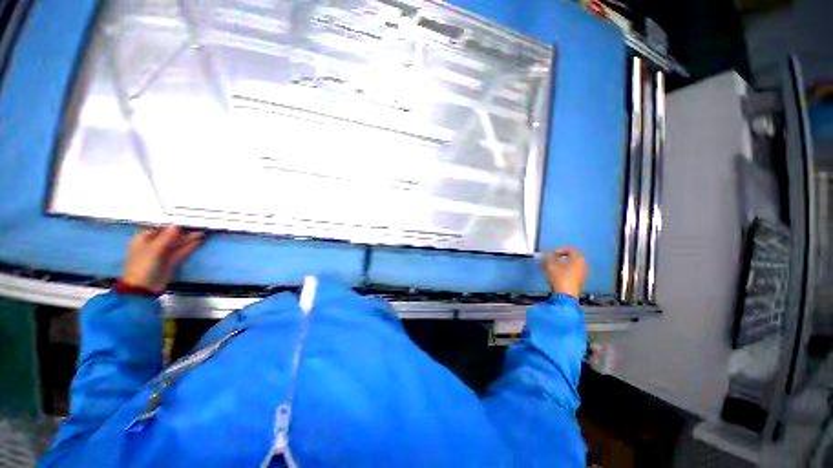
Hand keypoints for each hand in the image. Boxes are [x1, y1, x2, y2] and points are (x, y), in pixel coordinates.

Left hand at [121, 226, 203, 293]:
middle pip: (170, 236)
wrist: (144, 287)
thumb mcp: (154, 249)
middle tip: (197, 227)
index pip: (160, 228)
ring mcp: (162, 254)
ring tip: (202, 233)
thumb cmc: (144, 265)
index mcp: (143, 239)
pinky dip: (189, 247)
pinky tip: (199, 241)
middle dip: (183, 232)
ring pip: (177, 244)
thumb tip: (176, 225)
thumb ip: (166, 237)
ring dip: (188, 239)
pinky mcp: (171, 261)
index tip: (185, 221)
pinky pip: (181, 251)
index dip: (172, 225)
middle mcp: (153, 245)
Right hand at [541, 248, 586, 298]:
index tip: (552, 254)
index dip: (561, 250)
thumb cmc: (560, 278)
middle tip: (551, 259)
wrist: (566, 295)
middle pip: (571, 258)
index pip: (572, 250)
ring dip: (560, 264)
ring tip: (550, 267)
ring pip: (570, 265)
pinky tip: (554, 273)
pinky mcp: (578, 281)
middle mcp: (582, 265)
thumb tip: (546, 254)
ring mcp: (581, 274)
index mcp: (578, 260)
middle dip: (559, 257)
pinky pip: (571, 271)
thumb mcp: (551, 266)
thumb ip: (548, 258)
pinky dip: (563, 270)